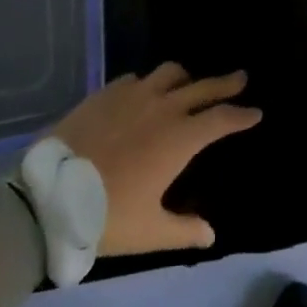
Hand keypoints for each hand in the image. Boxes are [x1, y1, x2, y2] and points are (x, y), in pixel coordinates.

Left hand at [53, 63, 260, 254]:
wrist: (51, 194)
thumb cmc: (106, 216)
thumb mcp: (149, 232)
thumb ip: (183, 230)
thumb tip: (210, 234)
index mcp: (180, 138)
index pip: (221, 119)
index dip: (241, 115)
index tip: (255, 112)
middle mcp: (163, 107)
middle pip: (202, 87)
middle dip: (225, 83)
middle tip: (240, 78)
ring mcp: (134, 94)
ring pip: (170, 73)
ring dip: (186, 77)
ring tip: (190, 83)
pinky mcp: (107, 92)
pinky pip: (136, 79)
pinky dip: (148, 84)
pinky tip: (143, 94)